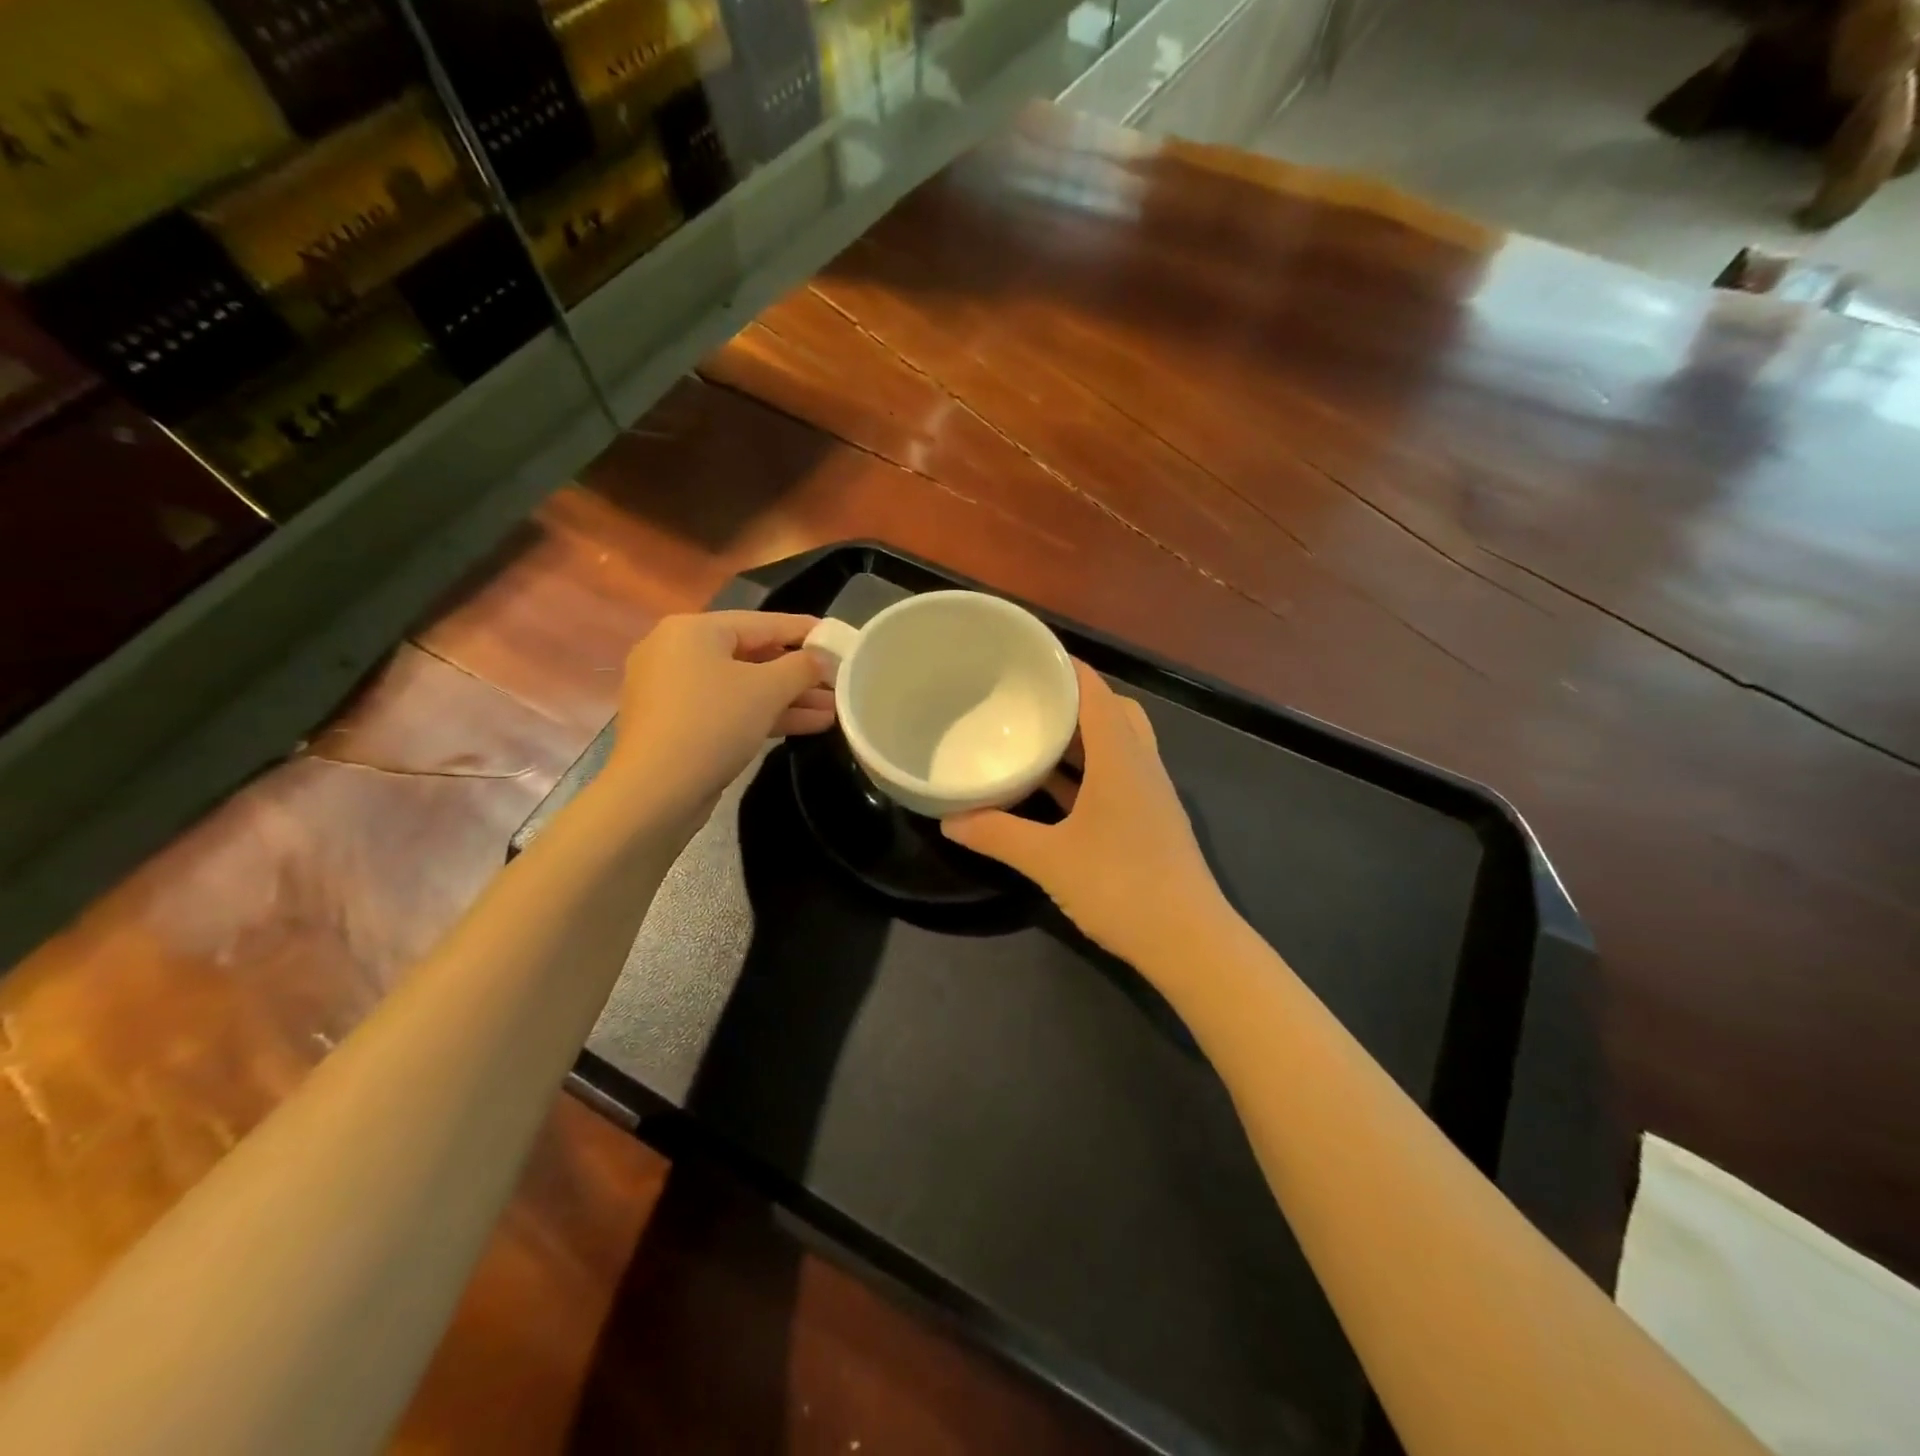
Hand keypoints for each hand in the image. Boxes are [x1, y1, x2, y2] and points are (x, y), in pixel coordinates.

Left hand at [607, 611, 832, 824]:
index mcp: (694, 630)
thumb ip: (801, 667)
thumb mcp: (767, 689)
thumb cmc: (713, 724)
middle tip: (839, 680)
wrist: (656, 792)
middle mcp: (678, 652)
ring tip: (835, 709)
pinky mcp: (678, 726)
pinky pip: (730, 710)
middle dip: (799, 673)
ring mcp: (675, 692)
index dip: (804, 630)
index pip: (762, 622)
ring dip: (789, 698)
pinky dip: (765, 715)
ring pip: (743, 687)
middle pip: (752, 655)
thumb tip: (822, 658)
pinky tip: (809, 725)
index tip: (838, 638)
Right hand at [943, 660, 1229, 966]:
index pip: (1094, 691)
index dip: (1064, 667)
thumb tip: (948, 820)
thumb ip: (997, 834)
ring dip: (1080, 739)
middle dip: (1072, 700)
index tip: (1027, 656)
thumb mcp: (1048, 859)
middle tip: (1028, 699)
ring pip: (1116, 747)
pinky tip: (1053, 791)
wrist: (1188, 941)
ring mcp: (1150, 795)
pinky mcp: (1149, 822)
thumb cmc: (1120, 886)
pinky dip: (1086, 773)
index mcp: (1120, 757)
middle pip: (1111, 712)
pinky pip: (1116, 778)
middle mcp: (1140, 765)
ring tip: (1033, 736)